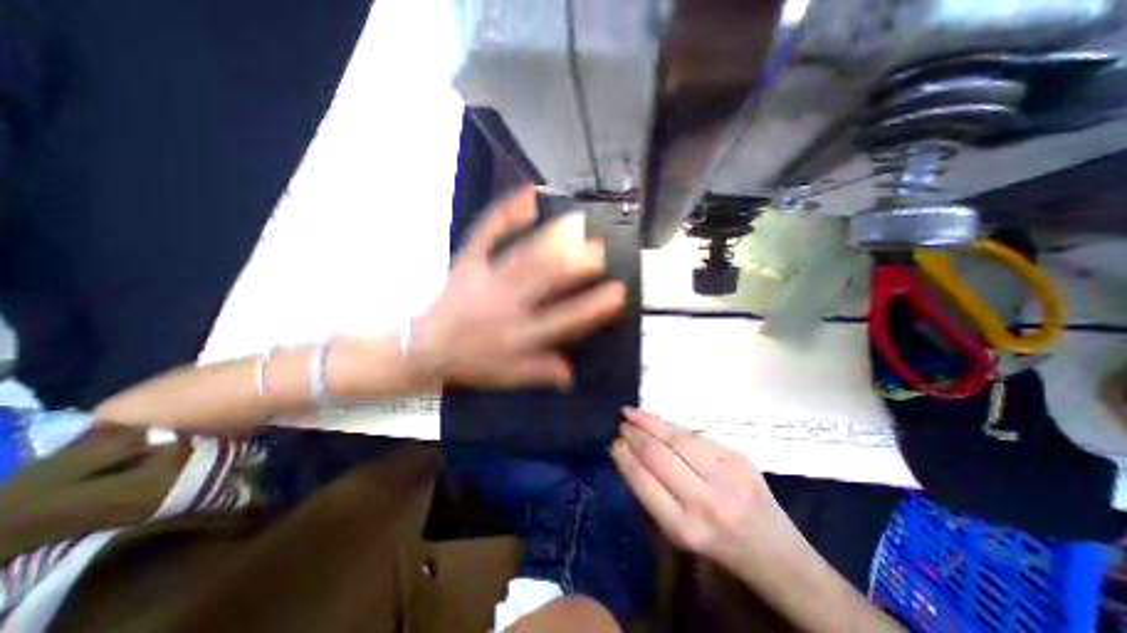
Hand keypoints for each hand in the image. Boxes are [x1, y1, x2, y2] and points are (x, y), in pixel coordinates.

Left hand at [415, 184, 623, 387]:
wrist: (422, 348)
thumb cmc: (470, 362)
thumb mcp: (508, 377)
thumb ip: (541, 373)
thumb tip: (572, 374)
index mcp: (519, 334)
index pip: (562, 321)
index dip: (592, 307)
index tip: (617, 292)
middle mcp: (506, 305)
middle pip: (542, 283)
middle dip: (573, 264)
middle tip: (599, 248)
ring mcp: (486, 279)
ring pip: (521, 257)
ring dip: (549, 240)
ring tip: (574, 222)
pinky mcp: (468, 262)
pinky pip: (485, 234)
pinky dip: (505, 212)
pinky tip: (525, 194)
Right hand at [612, 408, 785, 574]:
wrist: (779, 556)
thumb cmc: (720, 550)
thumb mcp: (680, 536)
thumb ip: (654, 496)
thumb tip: (630, 456)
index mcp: (685, 528)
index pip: (643, 481)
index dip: (625, 457)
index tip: (614, 443)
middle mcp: (705, 501)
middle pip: (658, 455)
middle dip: (634, 435)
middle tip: (621, 424)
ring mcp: (726, 474)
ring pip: (676, 437)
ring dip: (649, 421)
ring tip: (631, 413)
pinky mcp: (739, 457)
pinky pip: (695, 435)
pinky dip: (672, 426)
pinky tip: (658, 422)